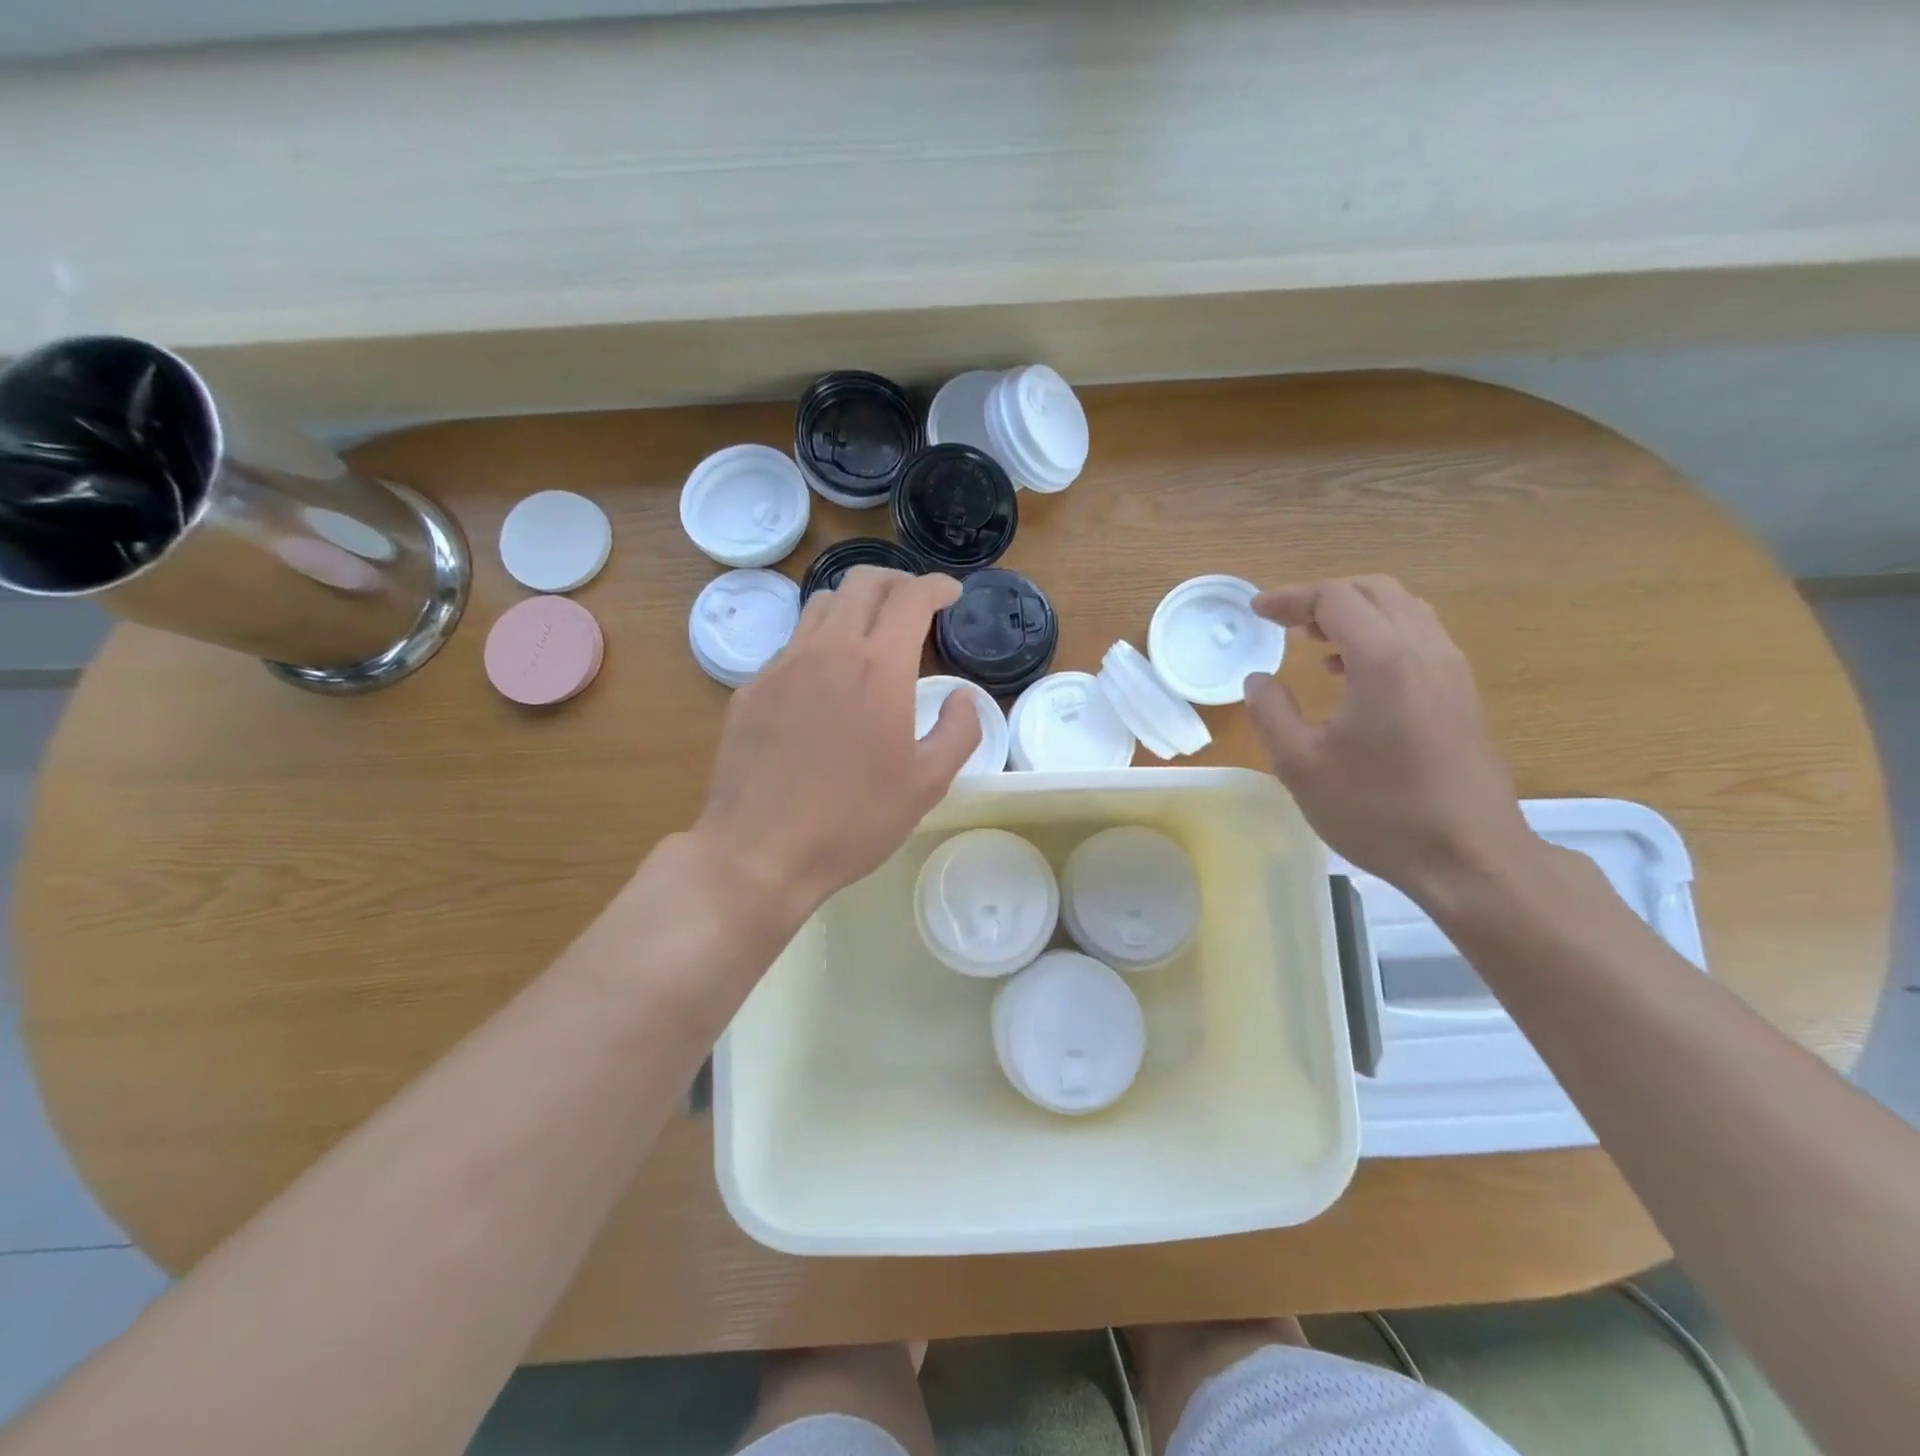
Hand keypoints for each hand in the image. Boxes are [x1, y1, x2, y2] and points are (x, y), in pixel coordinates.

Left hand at [695, 567, 982, 922]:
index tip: (951, 595)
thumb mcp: (927, 784)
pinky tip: (826, 682)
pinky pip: (792, 644)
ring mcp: (782, 665)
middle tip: (915, 604)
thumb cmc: (854, 820)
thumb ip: (959, 731)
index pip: (911, 597)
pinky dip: (820, 642)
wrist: (760, 851)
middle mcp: (829, 649)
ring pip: (822, 605)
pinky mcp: (752, 688)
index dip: (937, 586)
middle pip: (863, 583)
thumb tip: (962, 698)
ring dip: (855, 605)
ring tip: (871, 634)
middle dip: (897, 582)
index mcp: (879, 667)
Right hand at [1242, 576, 1533, 904]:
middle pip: (1375, 591)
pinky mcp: (1460, 694)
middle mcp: (1425, 650)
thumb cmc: (1378, 811)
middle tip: (1284, 622)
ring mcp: (1450, 670)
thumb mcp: (1301, 765)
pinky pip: (1417, 639)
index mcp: (1384, 659)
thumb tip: (1258, 681)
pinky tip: (1351, 675)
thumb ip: (1271, 712)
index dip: (1291, 598)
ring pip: (1402, 611)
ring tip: (1313, 643)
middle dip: (1324, 598)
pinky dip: (1378, 637)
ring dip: (1354, 615)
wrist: (1468, 857)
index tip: (1256, 612)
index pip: (1336, 599)